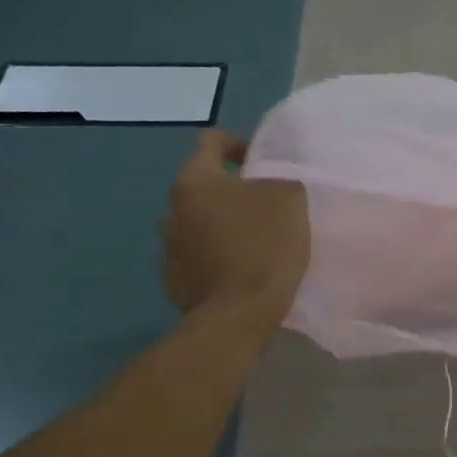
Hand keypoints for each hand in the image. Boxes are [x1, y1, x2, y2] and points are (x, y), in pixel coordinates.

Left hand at [159, 130, 309, 323]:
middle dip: (230, 191)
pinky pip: (196, 258)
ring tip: (250, 241)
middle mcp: (171, 209)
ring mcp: (168, 248)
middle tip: (262, 205)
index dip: (237, 143)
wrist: (239, 314)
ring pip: (198, 224)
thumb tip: (267, 183)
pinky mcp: (174, 281)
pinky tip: (238, 271)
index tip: (260, 159)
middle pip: (203, 187)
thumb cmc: (264, 246)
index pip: (211, 142)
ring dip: (219, 225)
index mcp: (195, 180)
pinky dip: (215, 257)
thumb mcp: (288, 198)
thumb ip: (277, 179)